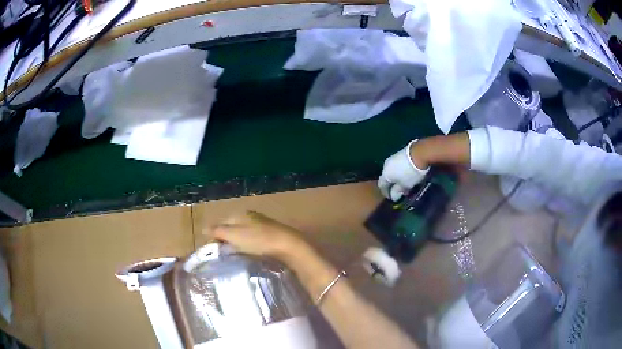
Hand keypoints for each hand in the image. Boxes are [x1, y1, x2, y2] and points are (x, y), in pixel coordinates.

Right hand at [208, 211, 305, 261]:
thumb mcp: (234, 235)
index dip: (215, 236)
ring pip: (242, 234)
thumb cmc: (258, 240)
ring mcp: (261, 225)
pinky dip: (248, 246)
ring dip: (237, 244)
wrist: (288, 245)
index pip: (221, 223)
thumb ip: (218, 231)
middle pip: (232, 228)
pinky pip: (253, 240)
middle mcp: (250, 216)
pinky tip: (250, 254)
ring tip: (236, 257)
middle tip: (224, 256)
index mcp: (239, 213)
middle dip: (226, 241)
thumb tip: (202, 228)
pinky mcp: (270, 234)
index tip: (214, 251)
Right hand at [378, 140, 428, 200]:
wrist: (419, 153)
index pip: (381, 186)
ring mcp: (392, 158)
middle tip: (397, 190)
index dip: (386, 193)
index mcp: (385, 175)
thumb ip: (398, 191)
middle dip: (391, 185)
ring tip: (403, 181)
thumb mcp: (406, 185)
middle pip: (386, 177)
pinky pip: (396, 165)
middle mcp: (385, 166)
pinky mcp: (399, 153)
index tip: (391, 198)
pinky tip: (406, 172)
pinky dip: (399, 171)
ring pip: (391, 170)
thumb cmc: (411, 173)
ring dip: (395, 177)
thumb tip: (393, 196)